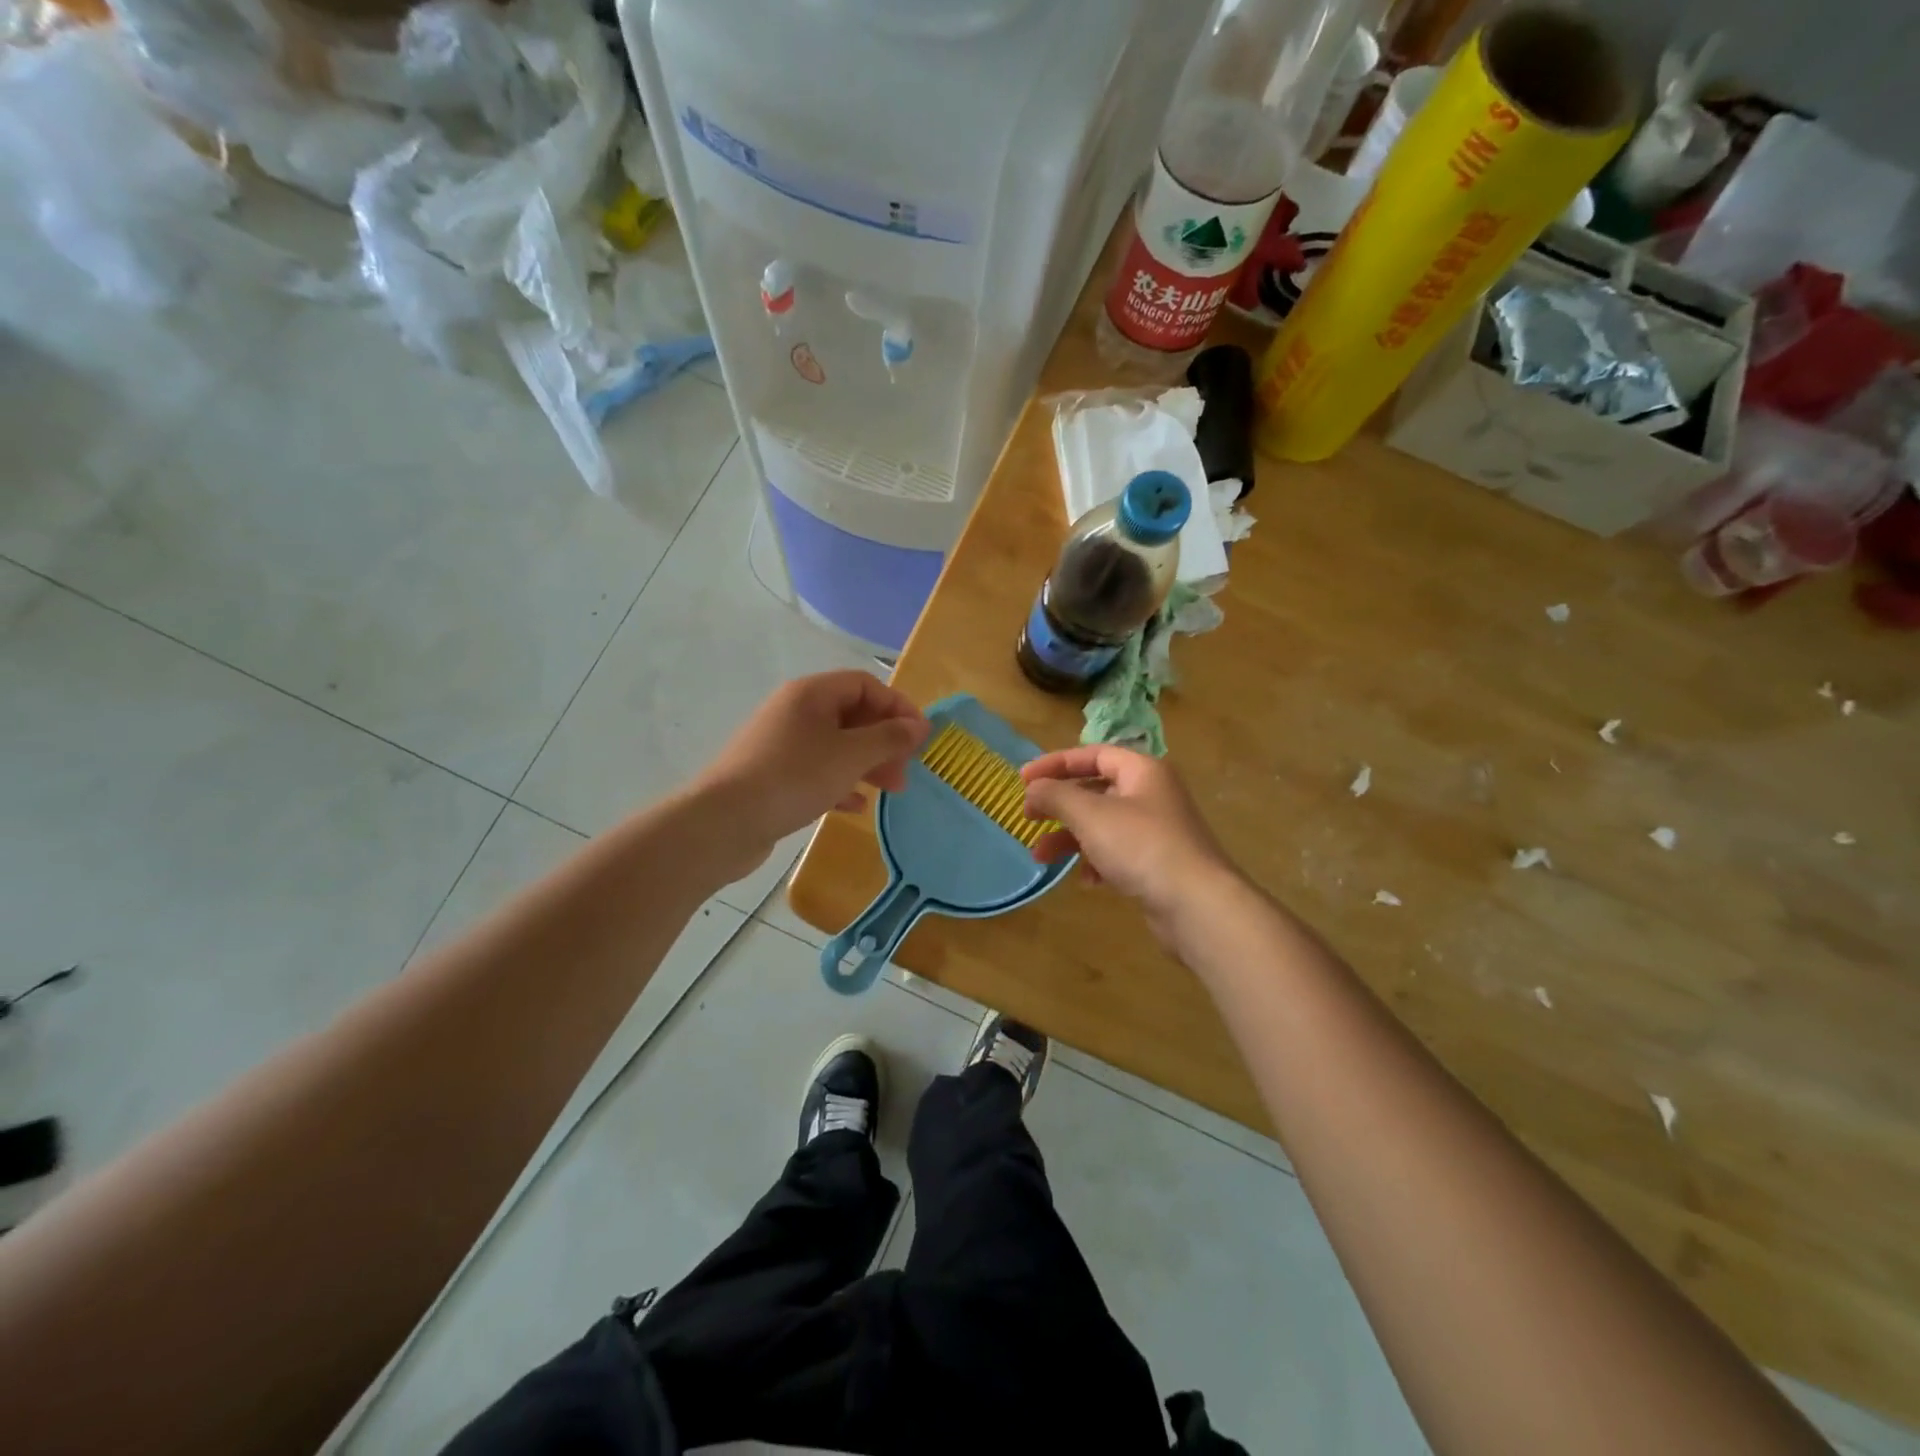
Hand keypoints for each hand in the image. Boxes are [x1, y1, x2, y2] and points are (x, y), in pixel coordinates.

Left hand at [691, 671, 929, 881]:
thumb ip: (889, 738)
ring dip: (867, 764)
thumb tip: (918, 725)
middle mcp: (796, 711)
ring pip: (837, 745)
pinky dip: (841, 783)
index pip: (866, 685)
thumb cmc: (794, 778)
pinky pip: (818, 770)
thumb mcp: (850, 756)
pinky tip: (856, 807)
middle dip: (884, 741)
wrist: (724, 822)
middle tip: (906, 771)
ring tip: (890, 791)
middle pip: (853, 715)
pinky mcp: (774, 775)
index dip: (898, 707)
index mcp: (812, 694)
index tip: (920, 738)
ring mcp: (782, 744)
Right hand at [1022, 744, 1239, 942]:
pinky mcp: (1158, 863)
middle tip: (1028, 818)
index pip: (1092, 754)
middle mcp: (1151, 794)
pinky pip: (1117, 853)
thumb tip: (1033, 789)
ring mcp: (1157, 830)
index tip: (1022, 779)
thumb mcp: (1090, 814)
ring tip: (1040, 857)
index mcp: (1141, 770)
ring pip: (1102, 824)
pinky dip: (1096, 861)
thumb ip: (1055, 795)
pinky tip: (1087, 880)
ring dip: (1069, 838)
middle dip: (1059, 805)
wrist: (1196, 904)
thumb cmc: (1141, 846)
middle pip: (1095, 789)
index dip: (1055, 763)